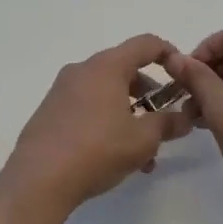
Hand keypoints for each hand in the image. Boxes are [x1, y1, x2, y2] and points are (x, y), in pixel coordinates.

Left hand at [1, 34, 195, 215]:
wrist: (38, 179)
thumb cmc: (97, 150)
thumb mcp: (142, 140)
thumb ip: (167, 124)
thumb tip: (184, 118)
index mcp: (106, 67)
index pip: (145, 44)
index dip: (169, 54)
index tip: (183, 75)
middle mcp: (82, 70)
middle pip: (124, 70)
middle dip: (149, 95)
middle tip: (163, 122)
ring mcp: (62, 90)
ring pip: (106, 93)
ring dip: (129, 116)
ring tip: (143, 155)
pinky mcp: (50, 111)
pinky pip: (87, 107)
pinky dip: (107, 122)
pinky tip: (115, 158)